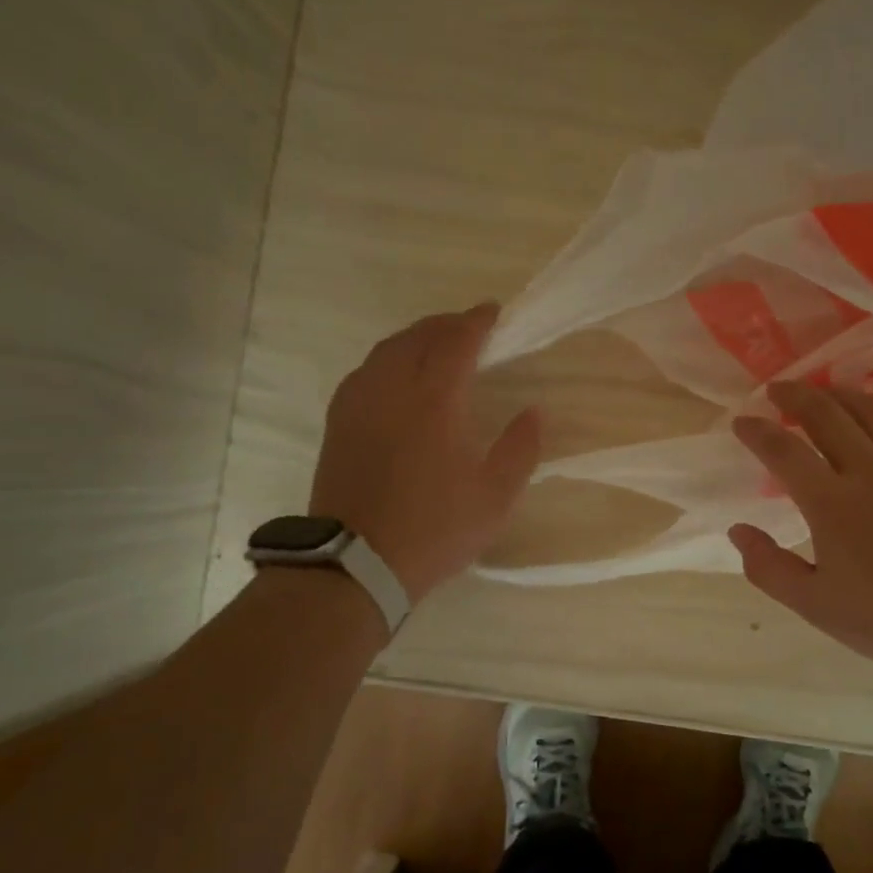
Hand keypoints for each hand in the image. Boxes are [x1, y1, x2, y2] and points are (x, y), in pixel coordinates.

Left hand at [310, 303, 539, 600]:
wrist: (356, 562)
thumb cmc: (434, 529)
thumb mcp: (495, 497)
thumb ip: (520, 449)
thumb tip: (534, 412)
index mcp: (434, 401)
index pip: (457, 342)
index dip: (477, 321)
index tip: (493, 311)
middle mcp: (392, 389)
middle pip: (418, 336)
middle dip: (445, 323)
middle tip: (468, 325)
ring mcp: (358, 404)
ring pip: (386, 350)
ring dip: (415, 337)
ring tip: (434, 343)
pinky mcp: (338, 423)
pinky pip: (365, 371)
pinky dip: (388, 359)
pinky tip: (395, 375)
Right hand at [729, 380, 872, 679]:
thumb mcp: (814, 605)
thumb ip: (769, 566)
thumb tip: (738, 530)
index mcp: (831, 503)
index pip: (784, 451)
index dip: (757, 431)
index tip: (742, 421)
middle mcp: (869, 471)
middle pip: (826, 414)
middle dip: (795, 395)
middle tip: (777, 389)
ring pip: (870, 411)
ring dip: (839, 395)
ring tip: (822, 391)